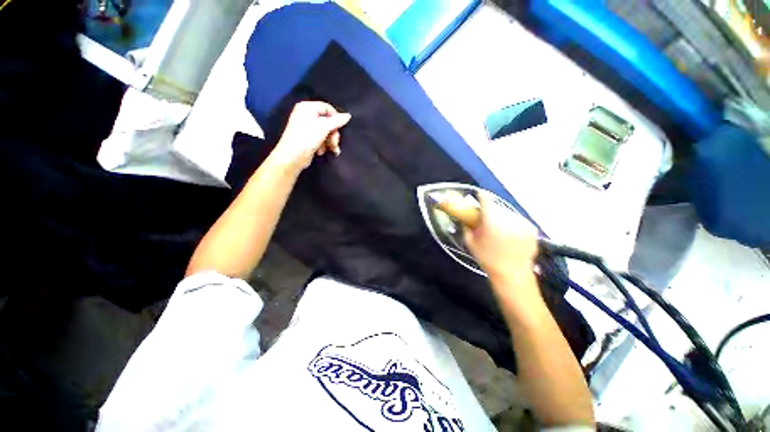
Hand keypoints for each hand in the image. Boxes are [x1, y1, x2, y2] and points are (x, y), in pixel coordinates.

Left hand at [272, 101, 351, 169]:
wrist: (292, 157)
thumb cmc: (307, 138)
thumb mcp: (324, 127)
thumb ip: (337, 121)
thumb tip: (348, 115)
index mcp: (307, 108)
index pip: (327, 108)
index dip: (336, 118)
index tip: (340, 128)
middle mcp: (306, 115)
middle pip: (328, 121)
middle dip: (333, 134)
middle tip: (334, 143)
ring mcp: (307, 127)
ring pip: (326, 132)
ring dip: (330, 142)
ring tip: (330, 149)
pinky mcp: (308, 138)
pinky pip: (321, 139)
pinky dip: (323, 145)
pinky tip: (321, 151)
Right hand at [464, 192, 538, 282]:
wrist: (512, 274)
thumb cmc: (487, 258)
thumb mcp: (470, 242)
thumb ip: (467, 227)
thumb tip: (466, 217)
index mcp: (491, 219)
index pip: (485, 199)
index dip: (480, 197)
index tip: (477, 197)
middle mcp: (508, 217)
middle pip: (497, 206)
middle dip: (490, 210)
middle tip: (486, 219)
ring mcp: (522, 222)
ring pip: (508, 213)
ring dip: (502, 217)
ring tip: (498, 229)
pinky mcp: (531, 228)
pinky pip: (518, 221)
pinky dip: (512, 224)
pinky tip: (509, 235)